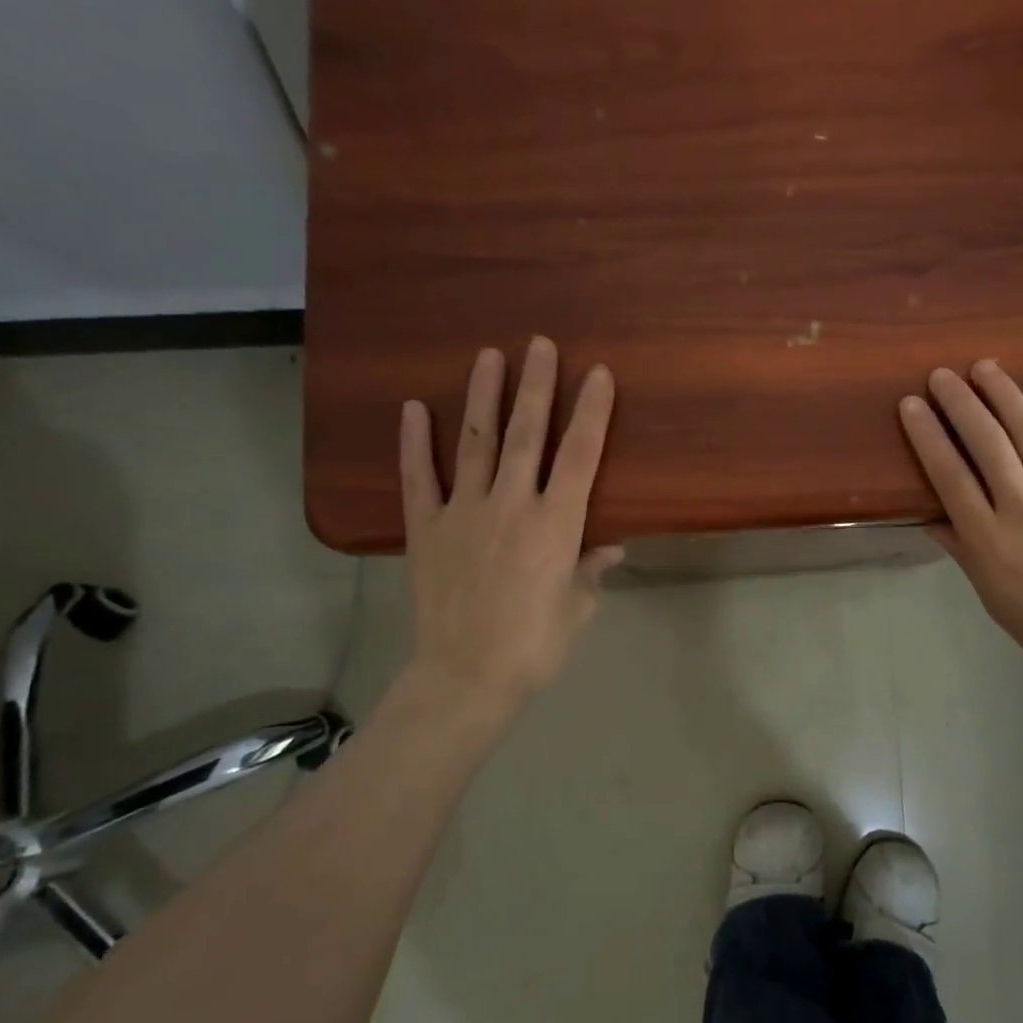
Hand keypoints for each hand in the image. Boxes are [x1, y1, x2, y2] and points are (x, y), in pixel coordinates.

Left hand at [395, 337, 623, 724]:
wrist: (466, 678)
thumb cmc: (535, 646)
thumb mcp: (578, 608)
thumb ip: (591, 570)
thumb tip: (610, 547)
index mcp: (557, 525)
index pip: (580, 455)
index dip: (591, 412)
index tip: (597, 374)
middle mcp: (511, 506)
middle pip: (527, 434)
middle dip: (536, 386)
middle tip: (540, 343)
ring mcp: (464, 513)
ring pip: (476, 443)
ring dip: (483, 397)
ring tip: (487, 356)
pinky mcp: (426, 530)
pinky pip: (418, 479)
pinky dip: (414, 444)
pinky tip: (412, 409)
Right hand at [899, 360, 1022, 684]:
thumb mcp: (988, 592)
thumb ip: (960, 548)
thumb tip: (929, 516)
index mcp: (987, 537)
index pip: (948, 474)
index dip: (927, 435)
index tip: (911, 404)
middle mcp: (1021, 507)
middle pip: (984, 443)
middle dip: (960, 403)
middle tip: (942, 374)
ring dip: (1005, 394)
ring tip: (985, 367)